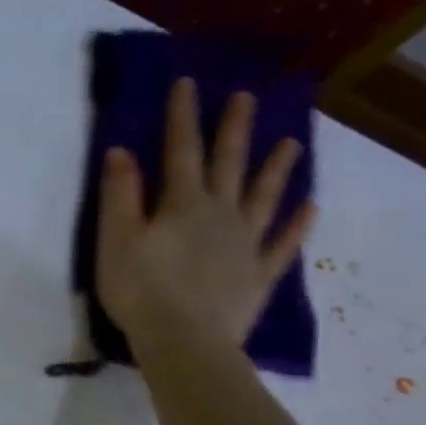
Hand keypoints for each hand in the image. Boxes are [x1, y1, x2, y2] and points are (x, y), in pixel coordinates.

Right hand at [97, 77, 314, 356]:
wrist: (184, 342)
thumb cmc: (141, 292)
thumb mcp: (116, 241)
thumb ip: (119, 196)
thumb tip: (120, 151)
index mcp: (183, 205)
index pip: (181, 151)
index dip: (183, 116)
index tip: (188, 82)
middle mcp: (220, 215)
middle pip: (229, 165)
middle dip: (234, 129)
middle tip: (248, 97)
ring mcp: (245, 245)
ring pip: (263, 197)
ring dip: (276, 169)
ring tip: (291, 143)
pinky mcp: (257, 276)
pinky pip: (282, 244)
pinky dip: (297, 225)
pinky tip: (309, 208)